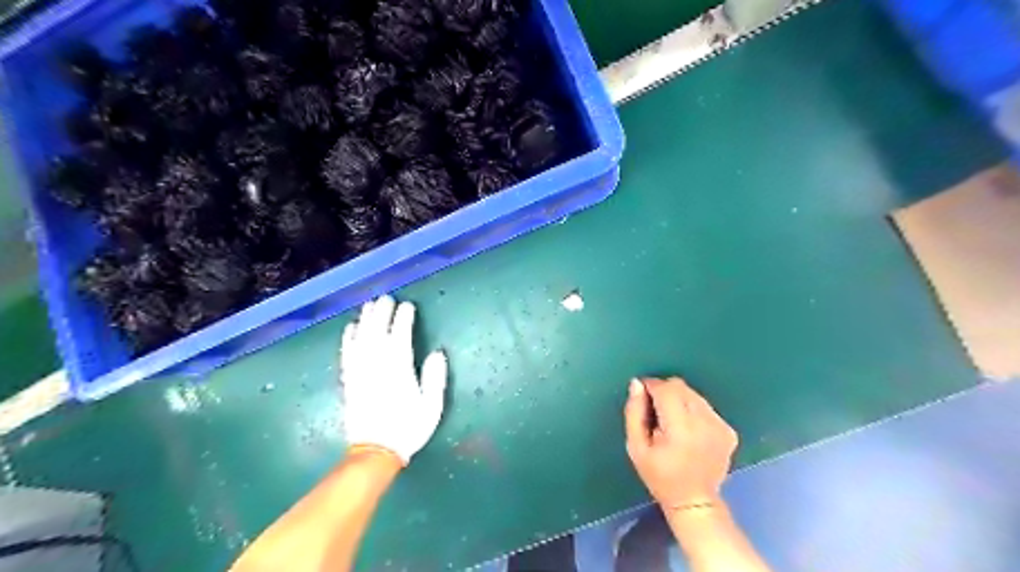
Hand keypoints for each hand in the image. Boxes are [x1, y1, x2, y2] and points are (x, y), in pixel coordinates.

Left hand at [339, 295, 447, 463]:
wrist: (375, 451)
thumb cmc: (408, 429)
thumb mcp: (431, 407)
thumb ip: (434, 378)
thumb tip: (437, 353)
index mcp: (399, 371)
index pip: (400, 337)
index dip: (403, 319)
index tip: (408, 307)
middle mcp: (377, 367)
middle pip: (378, 332)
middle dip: (382, 313)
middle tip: (387, 298)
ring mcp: (360, 373)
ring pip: (361, 339)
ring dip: (365, 320)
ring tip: (369, 305)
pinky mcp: (349, 381)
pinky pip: (347, 354)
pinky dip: (348, 339)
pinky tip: (350, 328)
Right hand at [627, 377, 738, 506]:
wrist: (694, 501)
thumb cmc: (659, 476)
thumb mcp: (636, 447)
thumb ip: (634, 413)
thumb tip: (637, 384)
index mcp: (680, 429)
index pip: (665, 389)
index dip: (651, 386)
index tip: (642, 396)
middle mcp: (704, 423)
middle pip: (681, 387)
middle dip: (665, 392)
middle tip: (656, 413)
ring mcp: (720, 426)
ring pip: (694, 395)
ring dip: (680, 401)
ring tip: (672, 423)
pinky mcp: (729, 431)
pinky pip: (705, 407)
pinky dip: (694, 411)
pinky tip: (689, 431)